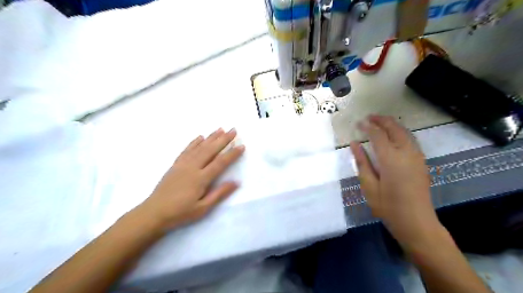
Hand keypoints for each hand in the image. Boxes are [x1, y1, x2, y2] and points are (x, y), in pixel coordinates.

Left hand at [138, 129, 246, 229]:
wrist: (154, 213)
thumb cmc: (181, 213)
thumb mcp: (203, 208)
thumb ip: (219, 193)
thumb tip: (236, 182)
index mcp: (200, 179)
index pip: (220, 163)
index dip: (232, 154)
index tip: (241, 146)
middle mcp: (192, 167)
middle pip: (210, 150)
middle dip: (223, 139)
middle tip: (233, 130)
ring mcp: (182, 164)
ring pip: (199, 147)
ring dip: (211, 137)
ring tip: (220, 129)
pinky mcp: (175, 165)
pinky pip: (186, 150)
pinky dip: (194, 142)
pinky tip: (200, 137)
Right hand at [351, 114, 439, 248]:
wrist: (416, 222)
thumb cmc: (388, 207)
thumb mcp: (369, 186)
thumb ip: (362, 162)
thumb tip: (354, 144)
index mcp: (391, 159)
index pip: (378, 135)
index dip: (367, 126)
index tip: (358, 123)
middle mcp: (406, 153)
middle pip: (395, 128)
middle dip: (381, 120)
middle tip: (369, 117)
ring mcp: (417, 157)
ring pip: (405, 132)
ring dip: (392, 124)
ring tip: (379, 122)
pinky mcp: (421, 162)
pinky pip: (410, 140)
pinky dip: (400, 132)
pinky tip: (393, 135)